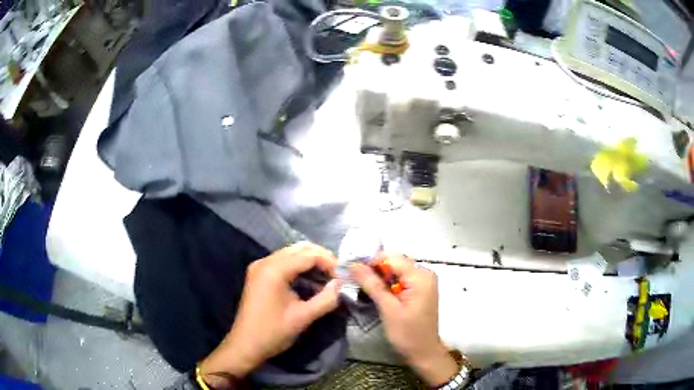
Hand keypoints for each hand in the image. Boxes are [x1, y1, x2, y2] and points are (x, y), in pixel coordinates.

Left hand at [199, 242, 340, 387]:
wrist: (246, 345)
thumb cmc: (273, 332)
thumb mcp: (303, 317)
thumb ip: (326, 299)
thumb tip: (341, 285)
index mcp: (274, 270)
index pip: (308, 255)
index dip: (329, 262)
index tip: (344, 276)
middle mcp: (265, 262)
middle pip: (299, 249)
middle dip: (321, 258)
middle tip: (337, 275)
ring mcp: (260, 266)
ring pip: (292, 253)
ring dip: (311, 262)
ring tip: (328, 278)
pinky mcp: (259, 274)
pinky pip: (283, 262)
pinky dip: (299, 267)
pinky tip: (310, 281)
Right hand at [352, 255, 458, 386]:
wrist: (423, 352)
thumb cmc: (407, 333)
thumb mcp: (388, 309)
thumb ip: (372, 285)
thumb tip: (354, 264)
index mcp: (420, 276)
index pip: (392, 258)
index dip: (371, 262)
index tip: (352, 271)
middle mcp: (424, 274)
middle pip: (394, 263)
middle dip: (374, 270)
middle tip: (354, 280)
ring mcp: (423, 282)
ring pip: (396, 271)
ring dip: (379, 278)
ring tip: (362, 287)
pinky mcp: (419, 290)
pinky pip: (400, 279)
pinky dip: (387, 284)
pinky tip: (376, 293)